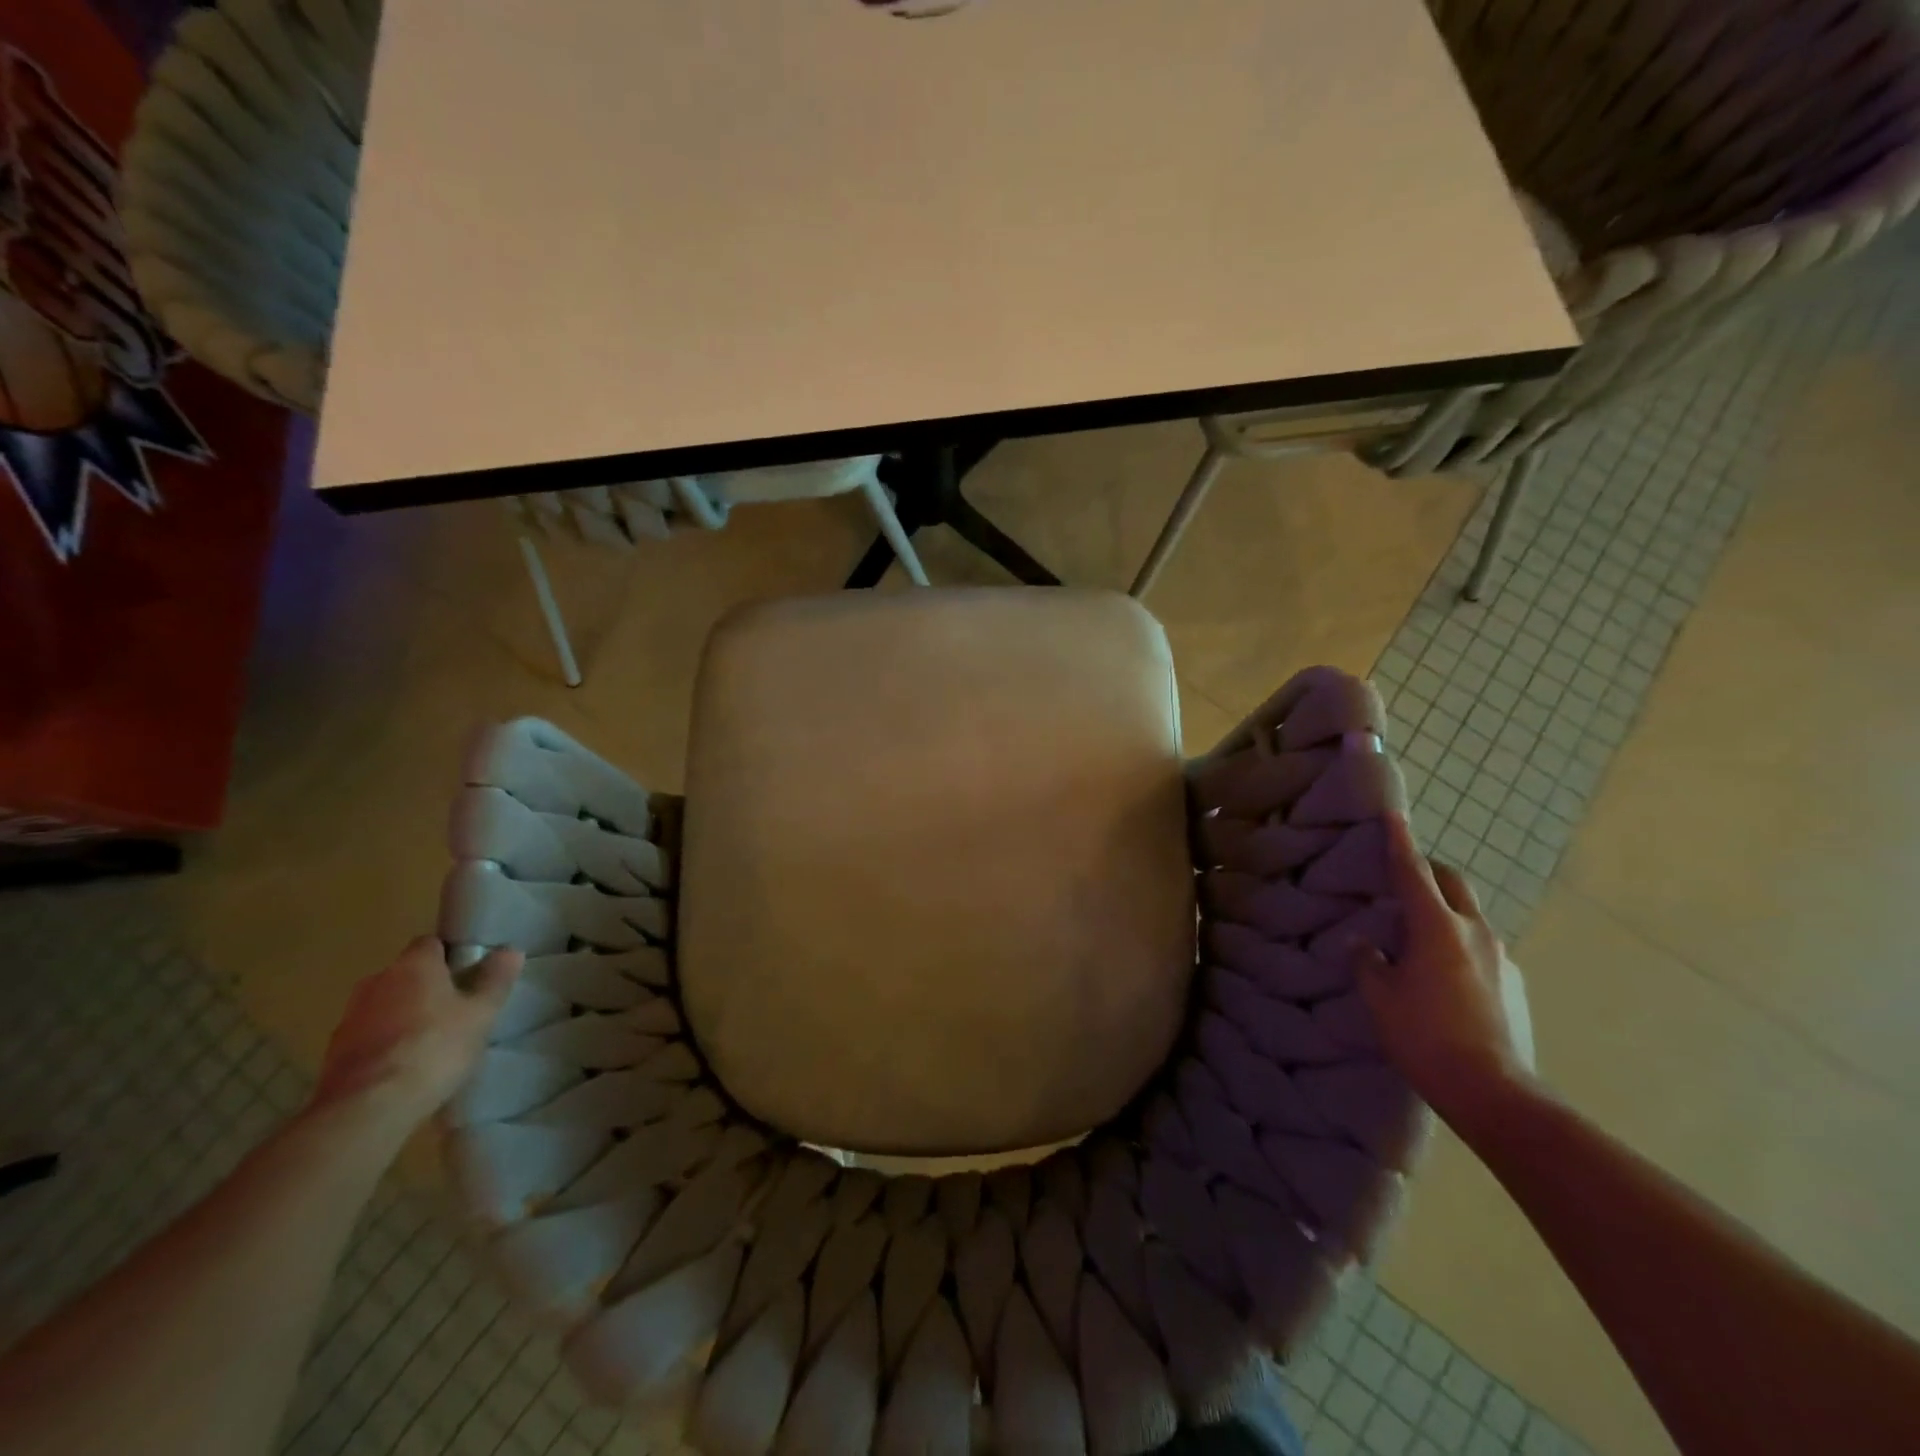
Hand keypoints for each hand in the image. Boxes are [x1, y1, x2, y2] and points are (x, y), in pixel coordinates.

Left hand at [311, 937, 522, 1142]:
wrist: (367, 1109)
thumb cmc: (434, 1049)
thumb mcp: (481, 1014)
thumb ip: (495, 980)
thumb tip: (510, 950)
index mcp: (412, 966)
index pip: (431, 943)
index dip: (451, 955)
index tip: (470, 974)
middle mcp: (376, 982)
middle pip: (406, 974)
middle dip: (427, 986)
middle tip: (455, 1009)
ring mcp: (350, 1018)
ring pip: (385, 1005)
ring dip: (403, 1015)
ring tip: (430, 1041)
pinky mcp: (333, 1053)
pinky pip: (368, 1036)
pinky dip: (385, 1043)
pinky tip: (404, 1066)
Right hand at [1350, 814, 1533, 1131]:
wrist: (1495, 1093)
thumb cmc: (1425, 1037)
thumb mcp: (1380, 997)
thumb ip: (1369, 962)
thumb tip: (1365, 944)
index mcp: (1437, 928)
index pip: (1413, 872)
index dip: (1399, 841)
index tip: (1393, 814)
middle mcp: (1475, 931)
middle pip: (1452, 883)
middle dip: (1428, 872)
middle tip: (1402, 880)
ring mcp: (1501, 957)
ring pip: (1469, 915)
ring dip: (1444, 911)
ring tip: (1418, 936)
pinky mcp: (1514, 983)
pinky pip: (1481, 946)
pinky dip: (1459, 943)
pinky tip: (1444, 976)